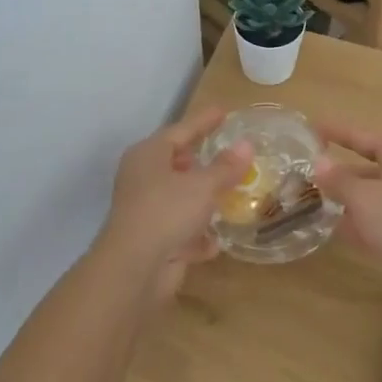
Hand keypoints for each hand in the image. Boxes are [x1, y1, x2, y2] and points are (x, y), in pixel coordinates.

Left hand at [96, 109, 252, 302]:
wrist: (135, 270)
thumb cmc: (166, 212)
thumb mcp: (203, 185)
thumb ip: (226, 166)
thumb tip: (246, 145)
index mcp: (148, 156)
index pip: (181, 130)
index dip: (203, 120)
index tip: (224, 111)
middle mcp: (143, 179)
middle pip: (176, 163)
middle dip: (202, 161)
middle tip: (229, 153)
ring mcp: (147, 211)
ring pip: (180, 198)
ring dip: (202, 199)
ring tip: (232, 193)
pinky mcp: (154, 241)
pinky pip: (181, 231)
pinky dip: (197, 234)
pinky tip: (217, 240)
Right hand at [313, 123, 381, 310]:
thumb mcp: (363, 197)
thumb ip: (338, 180)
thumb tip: (318, 163)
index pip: (362, 137)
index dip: (337, 131)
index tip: (311, 128)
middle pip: (363, 169)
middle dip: (335, 172)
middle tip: (301, 173)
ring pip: (366, 198)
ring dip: (341, 200)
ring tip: (307, 201)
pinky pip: (372, 223)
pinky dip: (352, 224)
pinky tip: (328, 229)